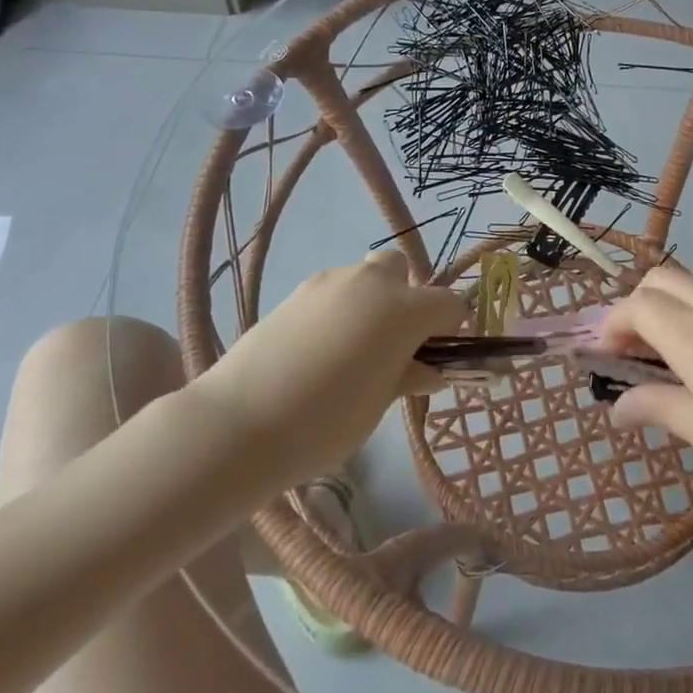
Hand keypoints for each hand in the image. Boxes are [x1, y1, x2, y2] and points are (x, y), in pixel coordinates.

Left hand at [189, 252, 461, 489]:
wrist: (241, 421)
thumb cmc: (326, 422)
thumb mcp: (379, 404)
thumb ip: (408, 376)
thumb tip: (428, 370)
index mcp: (403, 310)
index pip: (448, 303)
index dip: (450, 328)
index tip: (438, 356)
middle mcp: (371, 282)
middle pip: (402, 271)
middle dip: (406, 298)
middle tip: (393, 344)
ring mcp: (329, 281)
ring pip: (364, 278)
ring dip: (370, 302)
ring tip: (349, 351)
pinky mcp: (296, 291)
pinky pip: (332, 291)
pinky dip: (338, 310)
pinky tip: (317, 350)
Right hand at [601, 268, 692, 545]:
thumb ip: (660, 410)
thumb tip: (616, 408)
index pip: (636, 306)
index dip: (612, 326)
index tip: (602, 358)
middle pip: (659, 280)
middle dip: (635, 307)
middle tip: (632, 354)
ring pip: (692, 283)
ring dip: (668, 307)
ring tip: (669, 358)